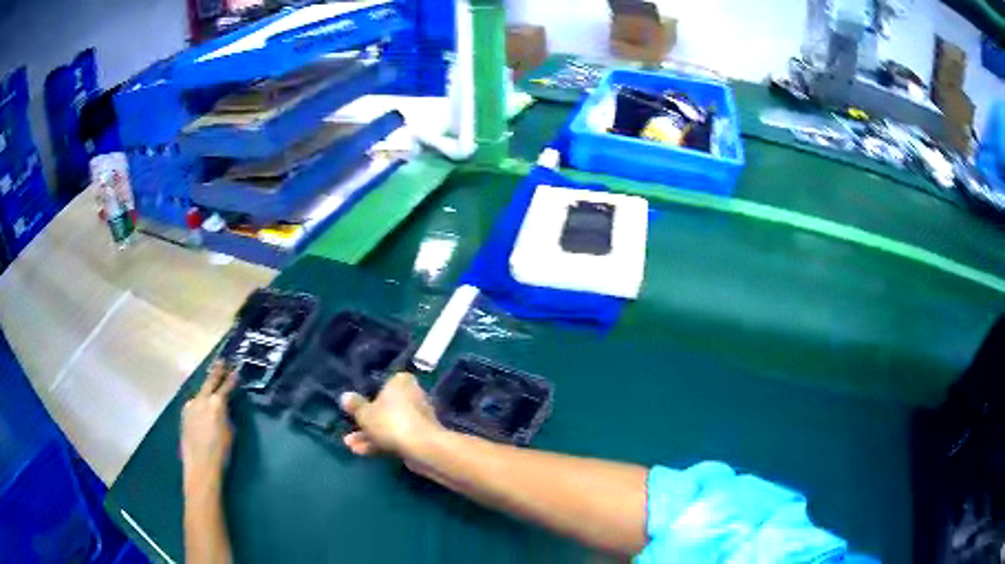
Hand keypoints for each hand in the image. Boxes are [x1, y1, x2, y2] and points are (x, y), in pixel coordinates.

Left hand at [182, 361, 237, 497]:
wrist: (200, 465)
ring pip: (201, 392)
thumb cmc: (221, 452)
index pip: (226, 386)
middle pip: (210, 381)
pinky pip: (195, 402)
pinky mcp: (184, 413)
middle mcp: (202, 399)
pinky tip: (202, 404)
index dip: (232, 378)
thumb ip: (227, 414)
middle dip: (217, 371)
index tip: (236, 370)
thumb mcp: (230, 431)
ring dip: (207, 387)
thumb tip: (225, 407)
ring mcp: (191, 405)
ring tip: (212, 381)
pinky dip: (200, 400)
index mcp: (217, 403)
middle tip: (222, 361)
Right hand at [339, 372, 444, 461]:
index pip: (383, 384)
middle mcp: (412, 396)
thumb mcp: (365, 413)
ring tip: (350, 446)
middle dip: (365, 422)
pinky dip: (380, 443)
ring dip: (369, 435)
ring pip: (388, 425)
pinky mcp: (419, 437)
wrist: (421, 448)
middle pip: (384, 408)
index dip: (368, 396)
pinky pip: (396, 437)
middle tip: (348, 431)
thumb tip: (345, 396)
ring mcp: (417, 418)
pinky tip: (362, 452)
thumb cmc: (390, 422)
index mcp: (401, 382)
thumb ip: (355, 406)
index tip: (355, 408)